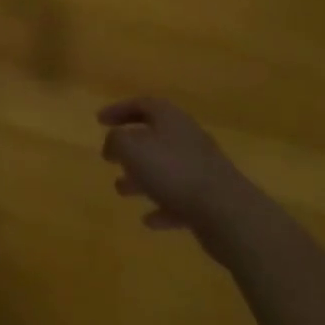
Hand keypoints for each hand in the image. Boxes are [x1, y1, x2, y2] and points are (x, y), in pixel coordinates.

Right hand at [99, 97, 254, 244]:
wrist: (226, 210)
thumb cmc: (173, 171)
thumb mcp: (132, 149)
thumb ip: (116, 141)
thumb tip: (112, 142)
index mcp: (169, 117)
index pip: (141, 104)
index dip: (118, 110)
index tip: (99, 121)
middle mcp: (186, 136)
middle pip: (154, 135)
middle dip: (129, 147)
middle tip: (109, 157)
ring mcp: (199, 167)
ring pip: (164, 167)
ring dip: (142, 178)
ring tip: (120, 189)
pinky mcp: (208, 196)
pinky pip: (179, 197)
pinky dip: (162, 205)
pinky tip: (149, 221)